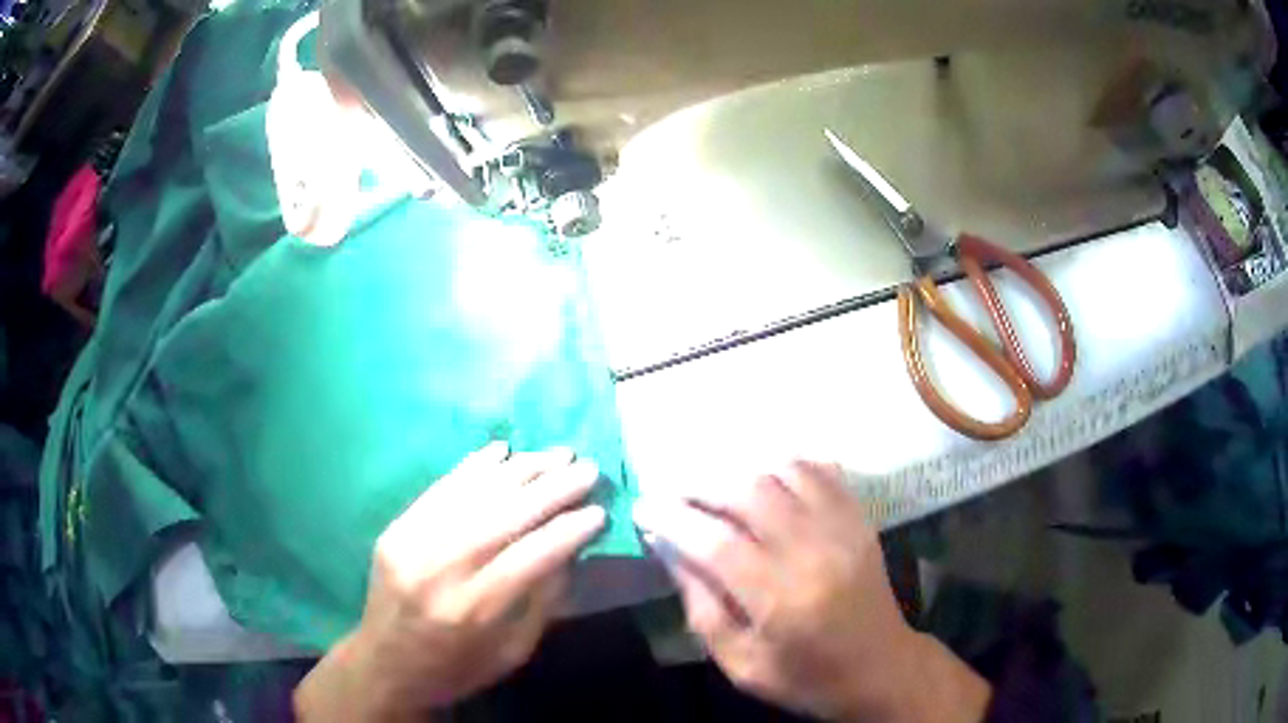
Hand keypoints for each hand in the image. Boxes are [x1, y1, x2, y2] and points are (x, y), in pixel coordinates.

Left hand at [295, 442, 605, 721]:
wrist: (384, 664)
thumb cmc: (456, 668)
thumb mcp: (511, 653)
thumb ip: (542, 603)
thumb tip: (569, 551)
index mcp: (473, 610)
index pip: (531, 556)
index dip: (570, 530)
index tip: (600, 511)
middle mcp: (440, 569)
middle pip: (504, 516)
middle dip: (553, 489)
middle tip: (589, 469)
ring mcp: (411, 542)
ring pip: (474, 494)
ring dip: (520, 469)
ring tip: (557, 454)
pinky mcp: (395, 528)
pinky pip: (440, 489)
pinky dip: (474, 466)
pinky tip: (502, 449)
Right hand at [634, 461, 989, 722]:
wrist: (881, 668)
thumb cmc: (806, 678)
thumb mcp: (742, 664)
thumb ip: (702, 608)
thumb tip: (671, 550)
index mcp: (780, 599)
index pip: (715, 542)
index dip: (672, 518)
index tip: (642, 508)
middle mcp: (813, 552)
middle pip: (749, 491)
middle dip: (700, 484)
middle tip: (674, 493)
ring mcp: (842, 529)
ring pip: (784, 471)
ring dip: (741, 470)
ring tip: (715, 487)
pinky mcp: (859, 520)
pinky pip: (821, 471)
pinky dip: (786, 465)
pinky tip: (766, 478)